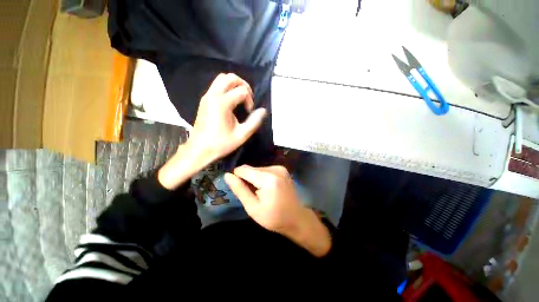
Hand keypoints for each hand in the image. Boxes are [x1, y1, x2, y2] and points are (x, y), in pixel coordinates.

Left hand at [187, 73, 266, 163]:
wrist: (200, 149)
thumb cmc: (221, 143)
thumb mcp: (241, 135)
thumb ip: (254, 122)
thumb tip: (263, 110)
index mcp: (222, 103)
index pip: (242, 91)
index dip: (250, 100)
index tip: (249, 112)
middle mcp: (213, 95)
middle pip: (230, 77)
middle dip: (243, 84)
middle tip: (248, 97)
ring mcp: (207, 96)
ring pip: (221, 79)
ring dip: (234, 84)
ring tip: (240, 98)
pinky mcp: (204, 100)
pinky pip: (216, 86)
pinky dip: (226, 88)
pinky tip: (231, 102)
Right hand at [224, 165, 331, 256]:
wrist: (296, 218)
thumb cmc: (274, 217)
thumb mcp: (253, 207)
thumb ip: (239, 189)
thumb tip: (227, 175)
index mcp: (268, 178)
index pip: (244, 169)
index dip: (238, 178)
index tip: (240, 189)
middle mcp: (275, 169)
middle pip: (251, 169)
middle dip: (247, 179)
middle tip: (252, 194)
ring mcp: (280, 168)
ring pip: (258, 169)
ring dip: (255, 179)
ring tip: (260, 193)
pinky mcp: (282, 169)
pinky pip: (265, 170)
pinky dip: (262, 178)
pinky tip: (267, 189)